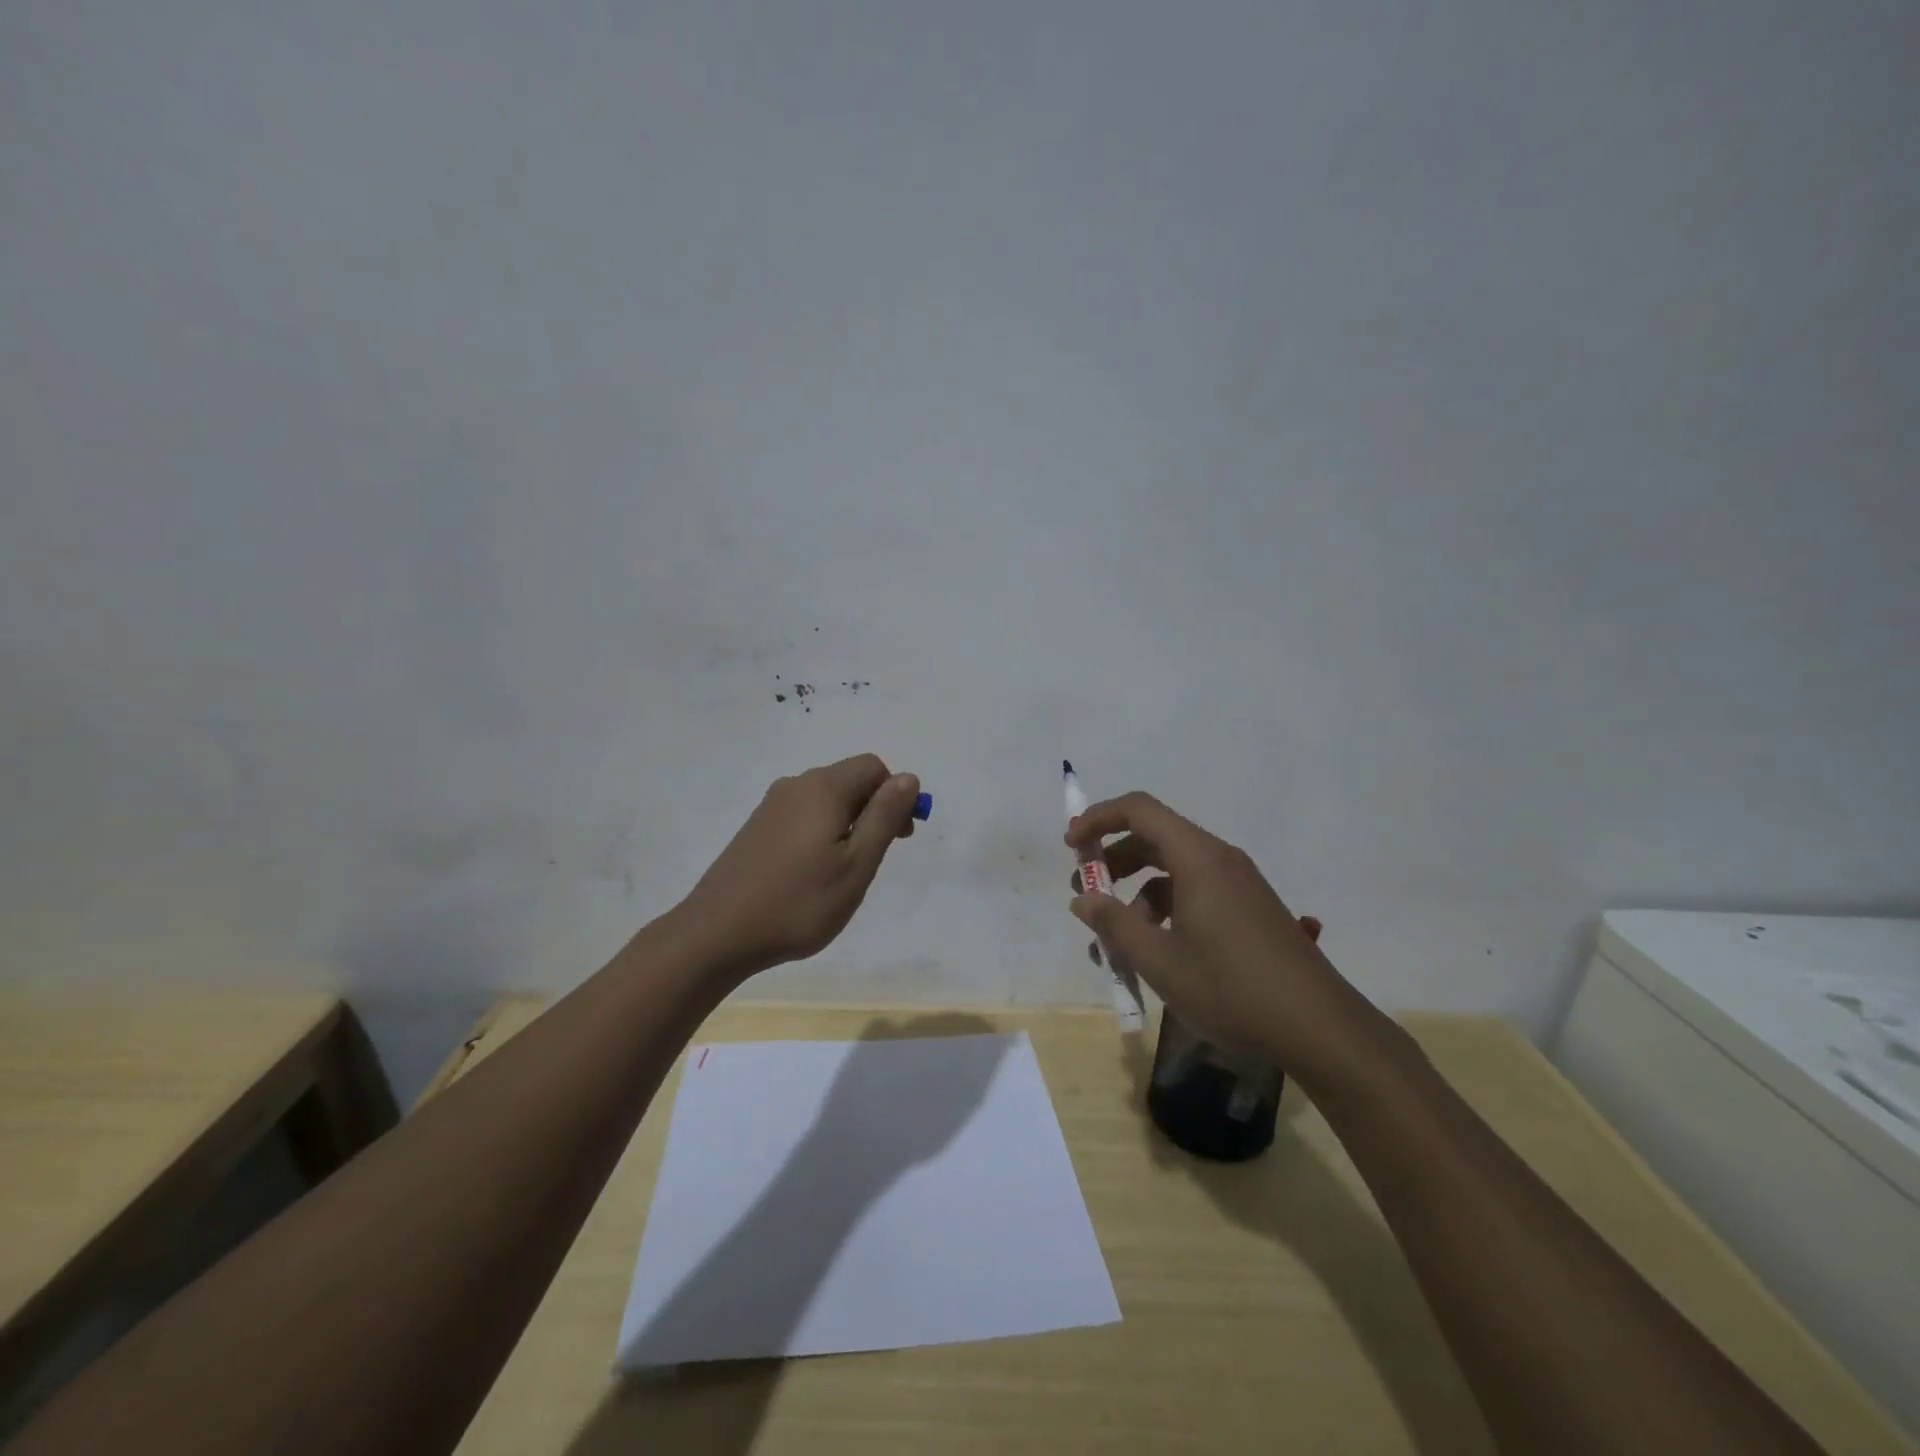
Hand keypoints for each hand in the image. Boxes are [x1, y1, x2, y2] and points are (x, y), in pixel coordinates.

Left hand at [681, 754, 920, 974]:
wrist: (717, 934)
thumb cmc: (798, 902)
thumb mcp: (856, 864)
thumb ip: (884, 816)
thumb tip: (908, 778)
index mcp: (822, 788)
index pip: (873, 768)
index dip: (895, 796)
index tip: (900, 837)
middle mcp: (795, 786)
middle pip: (848, 780)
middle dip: (873, 810)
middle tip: (874, 859)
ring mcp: (770, 807)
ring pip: (825, 801)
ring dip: (847, 825)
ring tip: (843, 873)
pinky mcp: (756, 829)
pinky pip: (802, 817)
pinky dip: (820, 834)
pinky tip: (812, 874)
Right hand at [1066, 792, 1373, 1082]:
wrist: (1319, 1028)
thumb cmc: (1232, 988)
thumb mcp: (1160, 961)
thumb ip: (1115, 924)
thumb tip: (1083, 899)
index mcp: (1198, 858)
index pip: (1139, 810)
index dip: (1098, 819)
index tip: (1070, 846)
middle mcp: (1218, 859)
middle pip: (1154, 837)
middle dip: (1112, 859)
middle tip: (1083, 891)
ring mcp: (1237, 883)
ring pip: (1172, 868)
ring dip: (1135, 890)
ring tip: (1112, 935)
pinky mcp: (1247, 908)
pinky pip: (1193, 890)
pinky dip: (1163, 907)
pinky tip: (1152, 949)